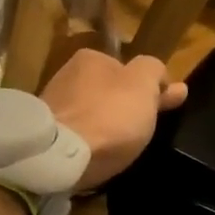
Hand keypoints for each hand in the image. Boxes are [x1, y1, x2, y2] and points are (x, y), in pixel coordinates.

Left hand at [43, 50, 187, 189]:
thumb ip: (155, 74)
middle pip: (107, 90)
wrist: (61, 156)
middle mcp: (67, 74)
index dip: (148, 89)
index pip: (128, 68)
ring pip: (91, 112)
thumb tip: (168, 79)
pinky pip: (77, 134)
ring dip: (105, 125)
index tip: (159, 111)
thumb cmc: (109, 116)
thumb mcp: (143, 87)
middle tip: (140, 132)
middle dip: (123, 106)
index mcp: (92, 57)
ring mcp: (53, 105)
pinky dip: (89, 142)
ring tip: (119, 148)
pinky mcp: (46, 134)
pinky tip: (97, 155)